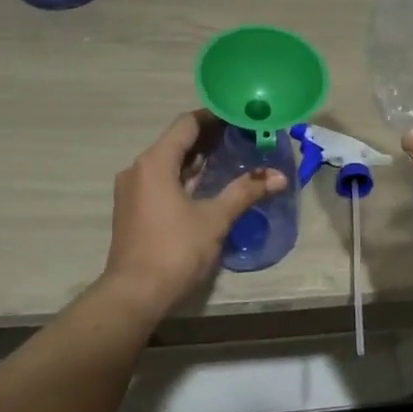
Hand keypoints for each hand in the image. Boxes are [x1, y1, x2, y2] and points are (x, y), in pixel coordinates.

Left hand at [101, 111, 287, 315]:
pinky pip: (162, 181)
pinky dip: (184, 177)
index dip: (214, 117)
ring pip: (168, 163)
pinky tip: (208, 185)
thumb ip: (245, 192)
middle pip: (176, 142)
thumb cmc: (175, 250)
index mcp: (155, 163)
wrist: (134, 294)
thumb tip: (279, 177)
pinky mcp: (133, 210)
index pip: (187, 124)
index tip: (240, 117)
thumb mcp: (215, 219)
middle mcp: (138, 169)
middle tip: (243, 137)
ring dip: (197, 159)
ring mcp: (133, 190)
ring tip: (231, 158)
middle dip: (209, 139)